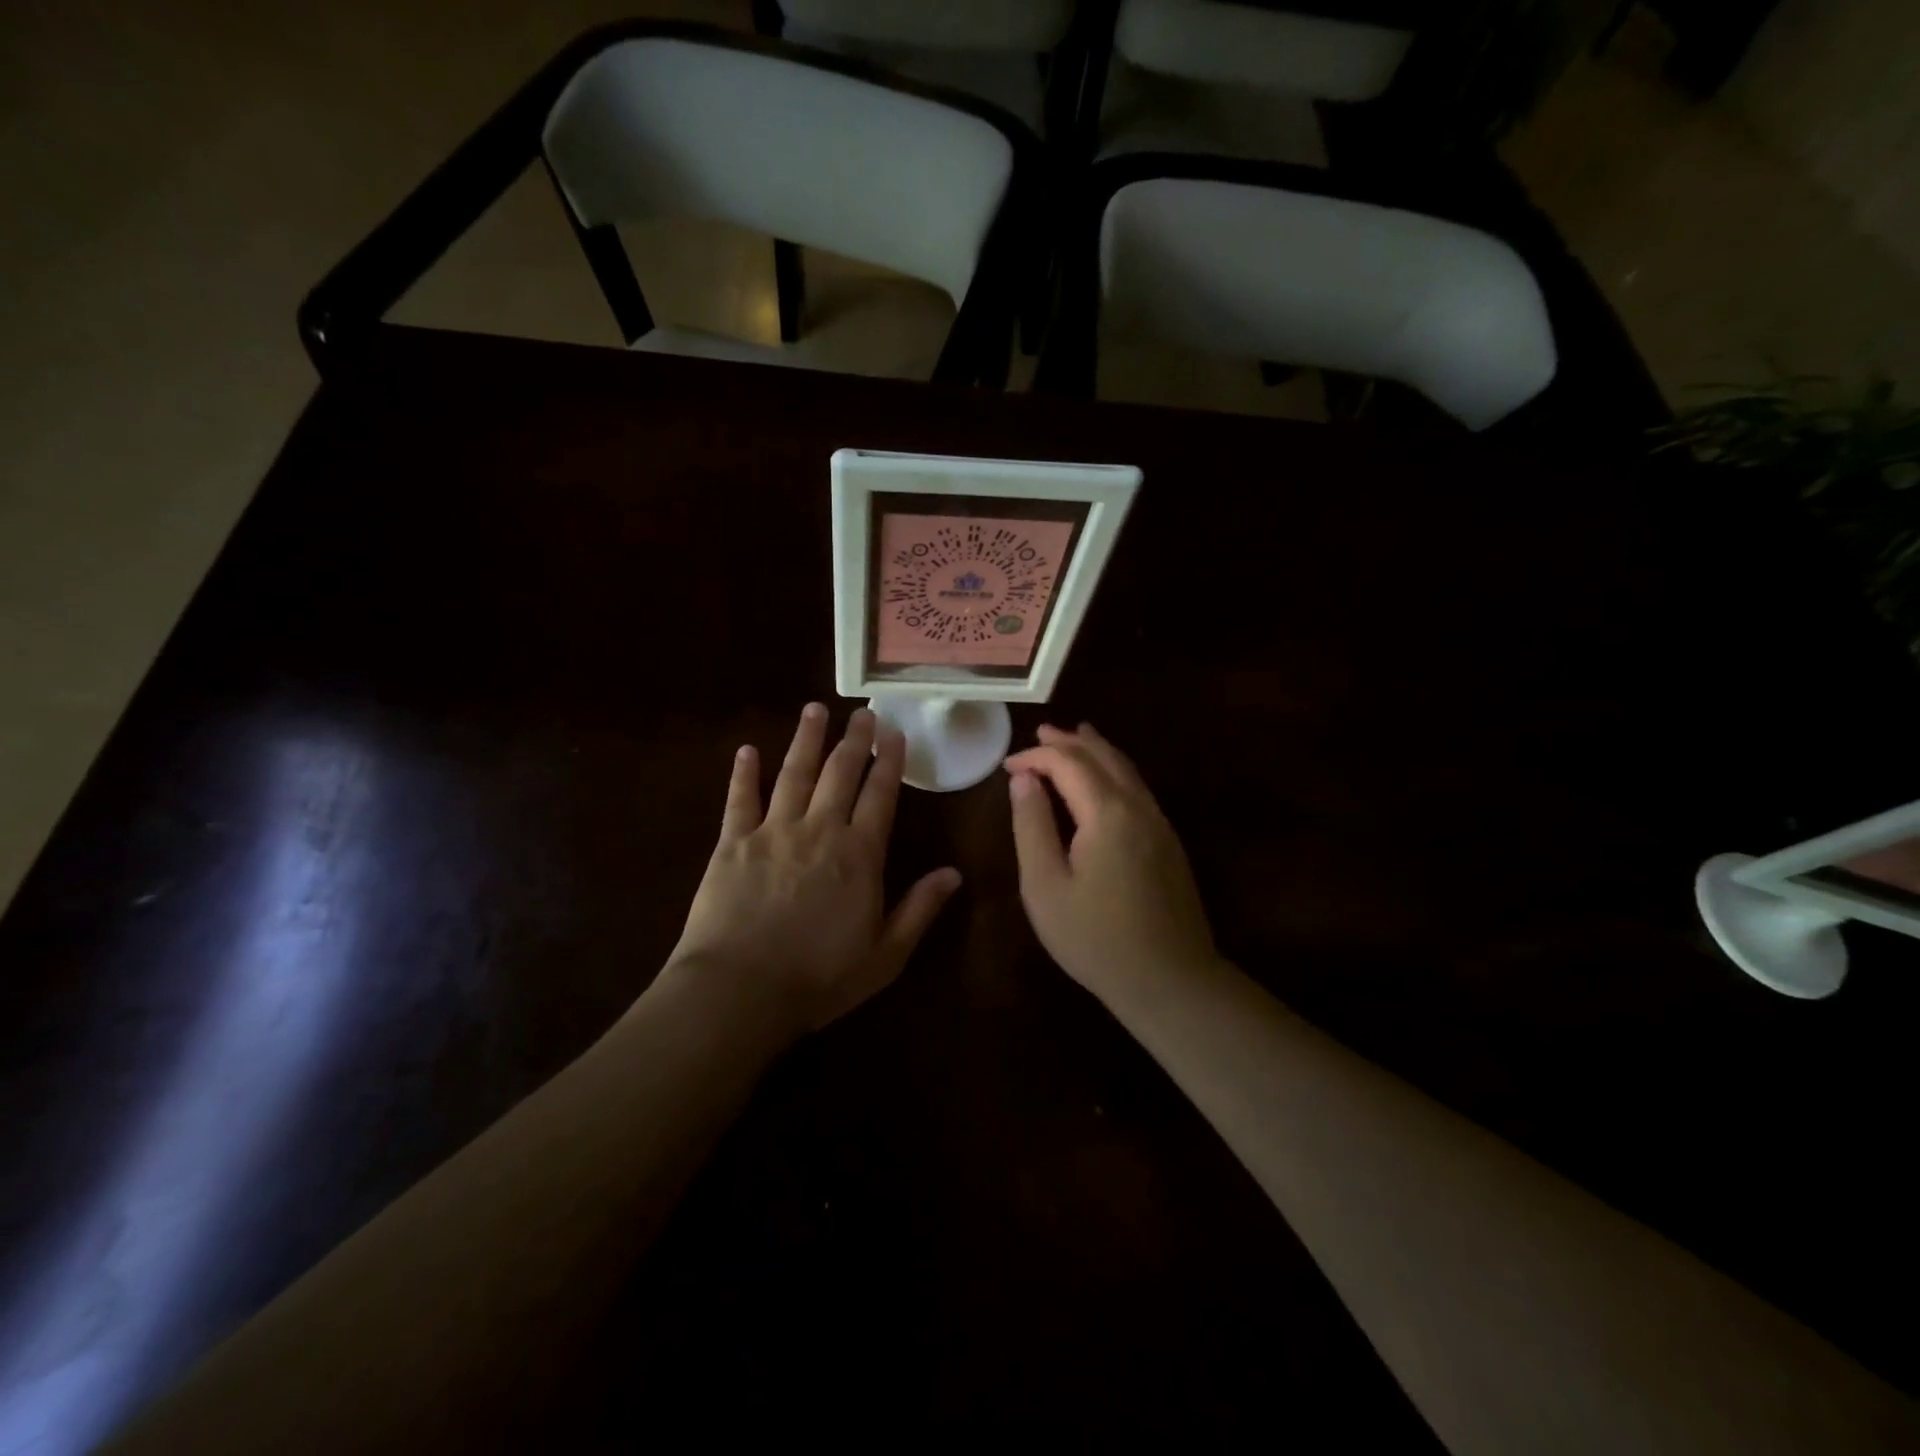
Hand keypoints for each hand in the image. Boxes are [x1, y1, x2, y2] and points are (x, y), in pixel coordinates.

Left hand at [668, 703, 961, 1034]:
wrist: (741, 991)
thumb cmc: (820, 978)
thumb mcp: (886, 955)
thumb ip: (920, 909)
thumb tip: (954, 873)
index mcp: (859, 854)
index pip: (880, 795)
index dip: (889, 762)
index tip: (894, 733)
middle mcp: (819, 830)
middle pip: (840, 773)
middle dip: (854, 739)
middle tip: (863, 712)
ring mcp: (774, 832)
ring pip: (794, 773)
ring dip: (806, 739)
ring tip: (815, 709)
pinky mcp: (733, 843)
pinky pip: (740, 799)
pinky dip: (744, 773)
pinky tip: (747, 750)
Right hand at [1006, 724, 1217, 1003]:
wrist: (1170, 981)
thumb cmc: (1095, 938)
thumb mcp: (1045, 885)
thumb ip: (1032, 826)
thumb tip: (1023, 780)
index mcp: (1107, 812)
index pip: (1069, 763)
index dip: (1036, 756)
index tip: (1007, 766)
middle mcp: (1139, 807)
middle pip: (1103, 757)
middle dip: (1070, 742)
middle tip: (1041, 734)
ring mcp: (1160, 824)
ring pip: (1127, 770)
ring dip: (1097, 751)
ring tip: (1076, 737)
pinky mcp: (1170, 843)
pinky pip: (1138, 789)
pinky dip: (1115, 771)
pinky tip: (1106, 781)